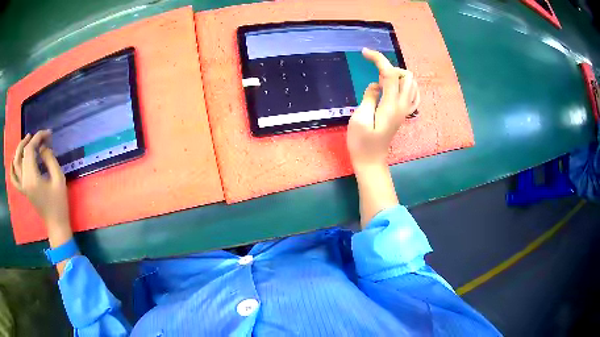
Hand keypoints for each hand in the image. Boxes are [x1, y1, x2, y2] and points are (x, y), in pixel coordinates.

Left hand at [10, 130, 70, 233]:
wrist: (56, 223)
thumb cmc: (59, 202)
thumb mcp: (59, 178)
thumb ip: (50, 159)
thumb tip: (43, 148)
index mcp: (32, 178)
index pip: (30, 150)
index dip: (38, 138)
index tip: (48, 134)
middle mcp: (24, 181)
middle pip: (22, 154)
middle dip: (30, 141)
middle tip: (39, 136)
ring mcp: (23, 187)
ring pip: (16, 163)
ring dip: (20, 149)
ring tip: (27, 141)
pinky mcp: (23, 191)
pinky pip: (14, 179)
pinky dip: (12, 168)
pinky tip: (13, 160)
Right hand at [347, 48, 419, 169]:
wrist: (371, 161)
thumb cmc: (361, 143)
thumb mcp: (359, 119)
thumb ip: (369, 97)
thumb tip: (376, 85)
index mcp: (391, 105)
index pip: (390, 74)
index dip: (378, 59)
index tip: (364, 53)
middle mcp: (403, 106)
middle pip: (407, 76)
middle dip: (390, 68)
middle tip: (375, 77)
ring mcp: (405, 111)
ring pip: (411, 84)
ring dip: (397, 76)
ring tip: (382, 83)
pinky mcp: (404, 115)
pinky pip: (413, 95)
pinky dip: (405, 86)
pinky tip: (394, 89)